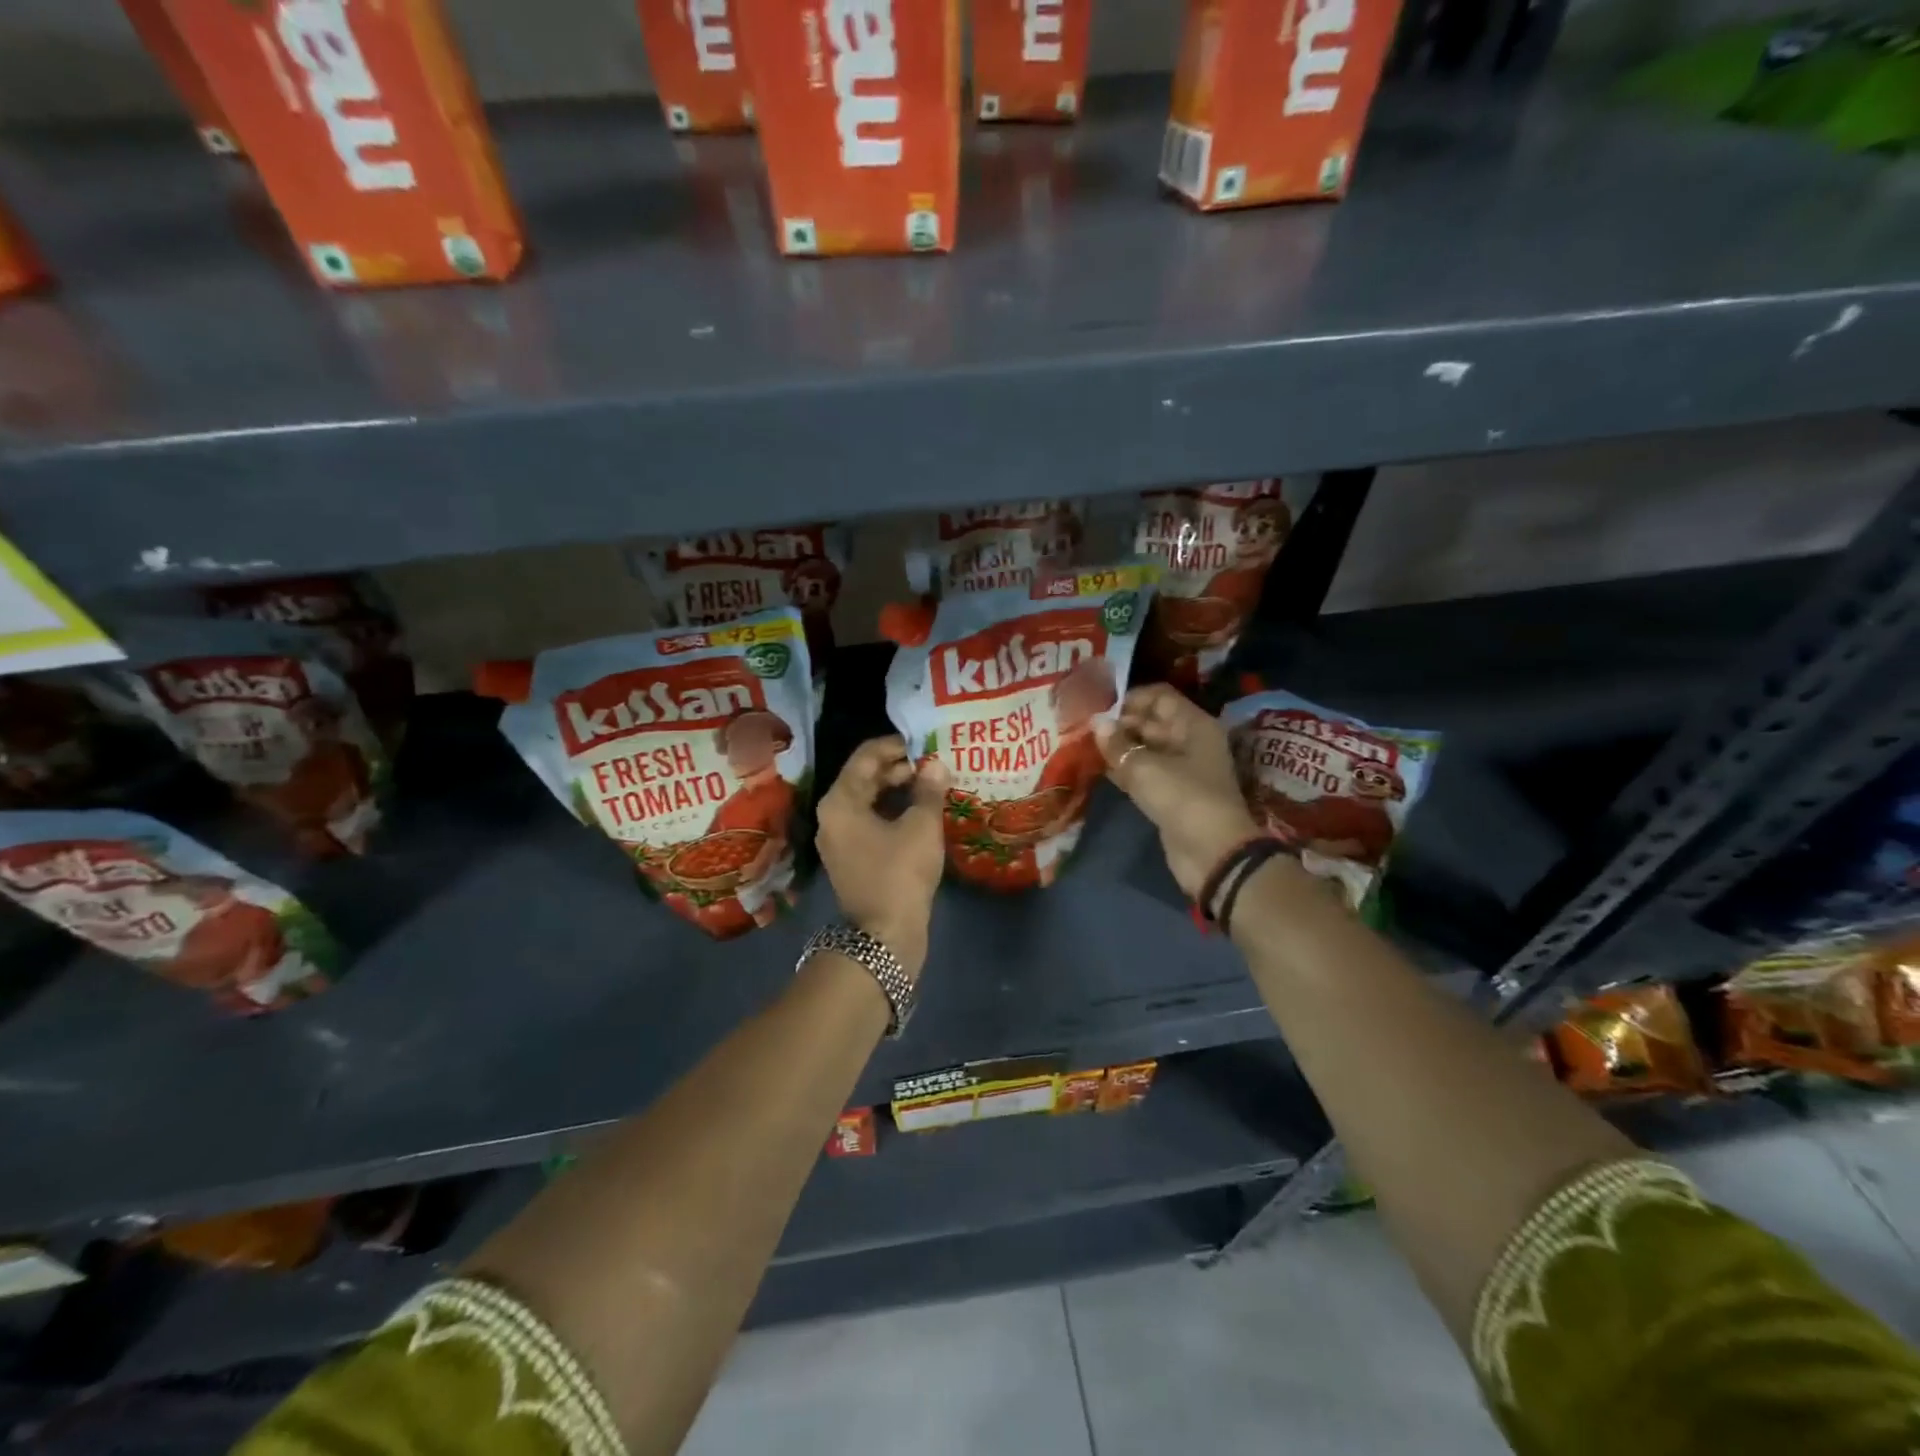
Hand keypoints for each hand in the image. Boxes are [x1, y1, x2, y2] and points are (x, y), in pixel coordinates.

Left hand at [817, 736, 948, 977]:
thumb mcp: (921, 826)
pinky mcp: (852, 858)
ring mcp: (840, 839)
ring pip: (869, 801)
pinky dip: (893, 812)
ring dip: (898, 790)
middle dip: (899, 768)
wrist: (884, 937)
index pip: (865, 756)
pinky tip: (921, 813)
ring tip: (932, 786)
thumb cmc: (900, 874)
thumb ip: (928, 790)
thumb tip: (936, 765)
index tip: (925, 743)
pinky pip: (871, 822)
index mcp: (840, 801)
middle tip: (933, 765)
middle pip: (865, 777)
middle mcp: (832, 816)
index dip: (896, 745)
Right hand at [1095, 685, 1260, 900]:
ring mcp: (1182, 770)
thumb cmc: (1182, 797)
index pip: (1160, 697)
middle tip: (1084, 729)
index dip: (1130, 698)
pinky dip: (1125, 771)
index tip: (1099, 707)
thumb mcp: (1144, 767)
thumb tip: (1096, 722)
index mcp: (1193, 725)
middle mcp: (1190, 742)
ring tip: (1085, 747)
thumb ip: (1117, 744)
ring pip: (1146, 750)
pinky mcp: (1172, 795)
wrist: (1211, 853)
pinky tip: (1099, 770)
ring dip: (1119, 749)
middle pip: (1152, 722)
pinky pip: (1145, 774)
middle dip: (1120, 724)